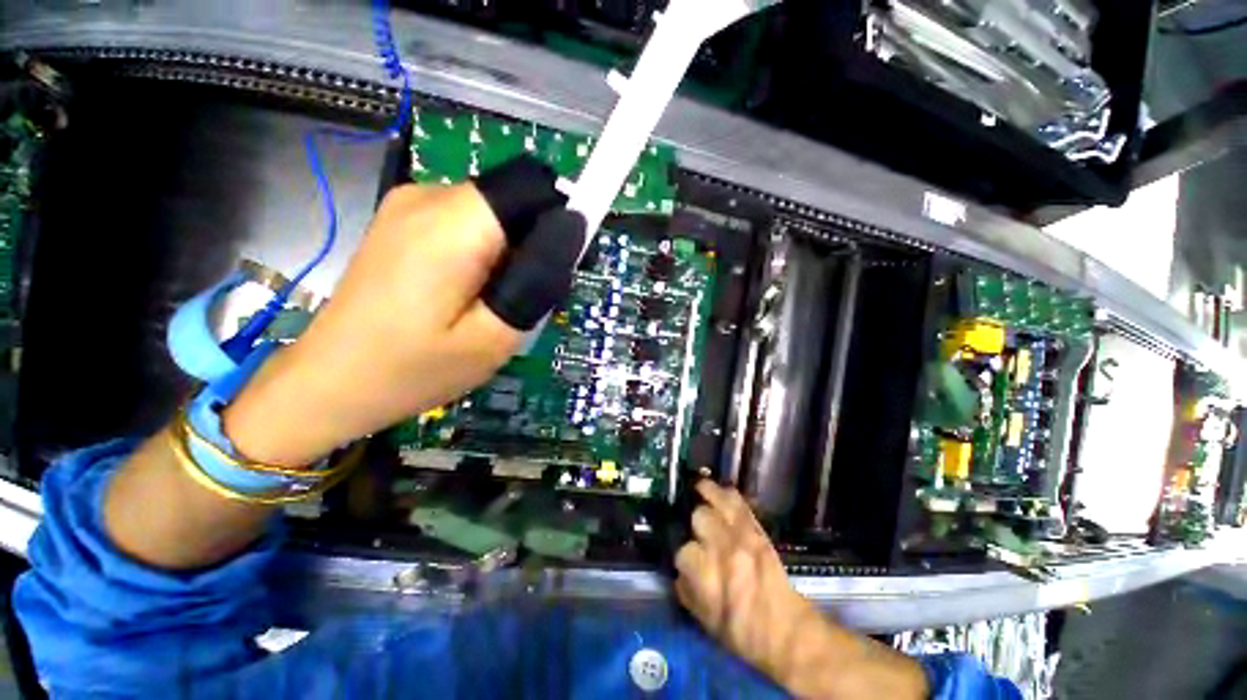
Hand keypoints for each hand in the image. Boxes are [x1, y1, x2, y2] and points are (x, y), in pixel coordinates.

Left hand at [223, 160, 581, 466]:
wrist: (329, 383)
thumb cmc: (413, 370)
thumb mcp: (494, 337)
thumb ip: (537, 278)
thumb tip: (570, 229)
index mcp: (454, 223)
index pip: (535, 186)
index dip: (562, 218)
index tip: (564, 267)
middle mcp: (430, 196)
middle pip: (516, 200)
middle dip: (536, 245)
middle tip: (523, 302)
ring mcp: (411, 204)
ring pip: (497, 214)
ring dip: (513, 254)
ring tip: (493, 306)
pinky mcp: (405, 221)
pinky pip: (469, 223)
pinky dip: (487, 254)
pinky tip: (468, 295)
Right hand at [675, 481, 927, 698]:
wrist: (787, 632)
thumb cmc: (743, 633)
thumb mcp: (705, 621)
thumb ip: (685, 590)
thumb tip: (677, 569)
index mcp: (707, 577)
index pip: (683, 549)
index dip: (683, 554)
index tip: (687, 559)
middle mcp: (723, 550)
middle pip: (699, 517)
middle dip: (694, 523)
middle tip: (696, 530)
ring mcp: (742, 536)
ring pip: (716, 501)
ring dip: (705, 493)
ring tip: (696, 487)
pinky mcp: (757, 530)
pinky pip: (737, 501)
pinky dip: (725, 493)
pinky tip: (717, 491)